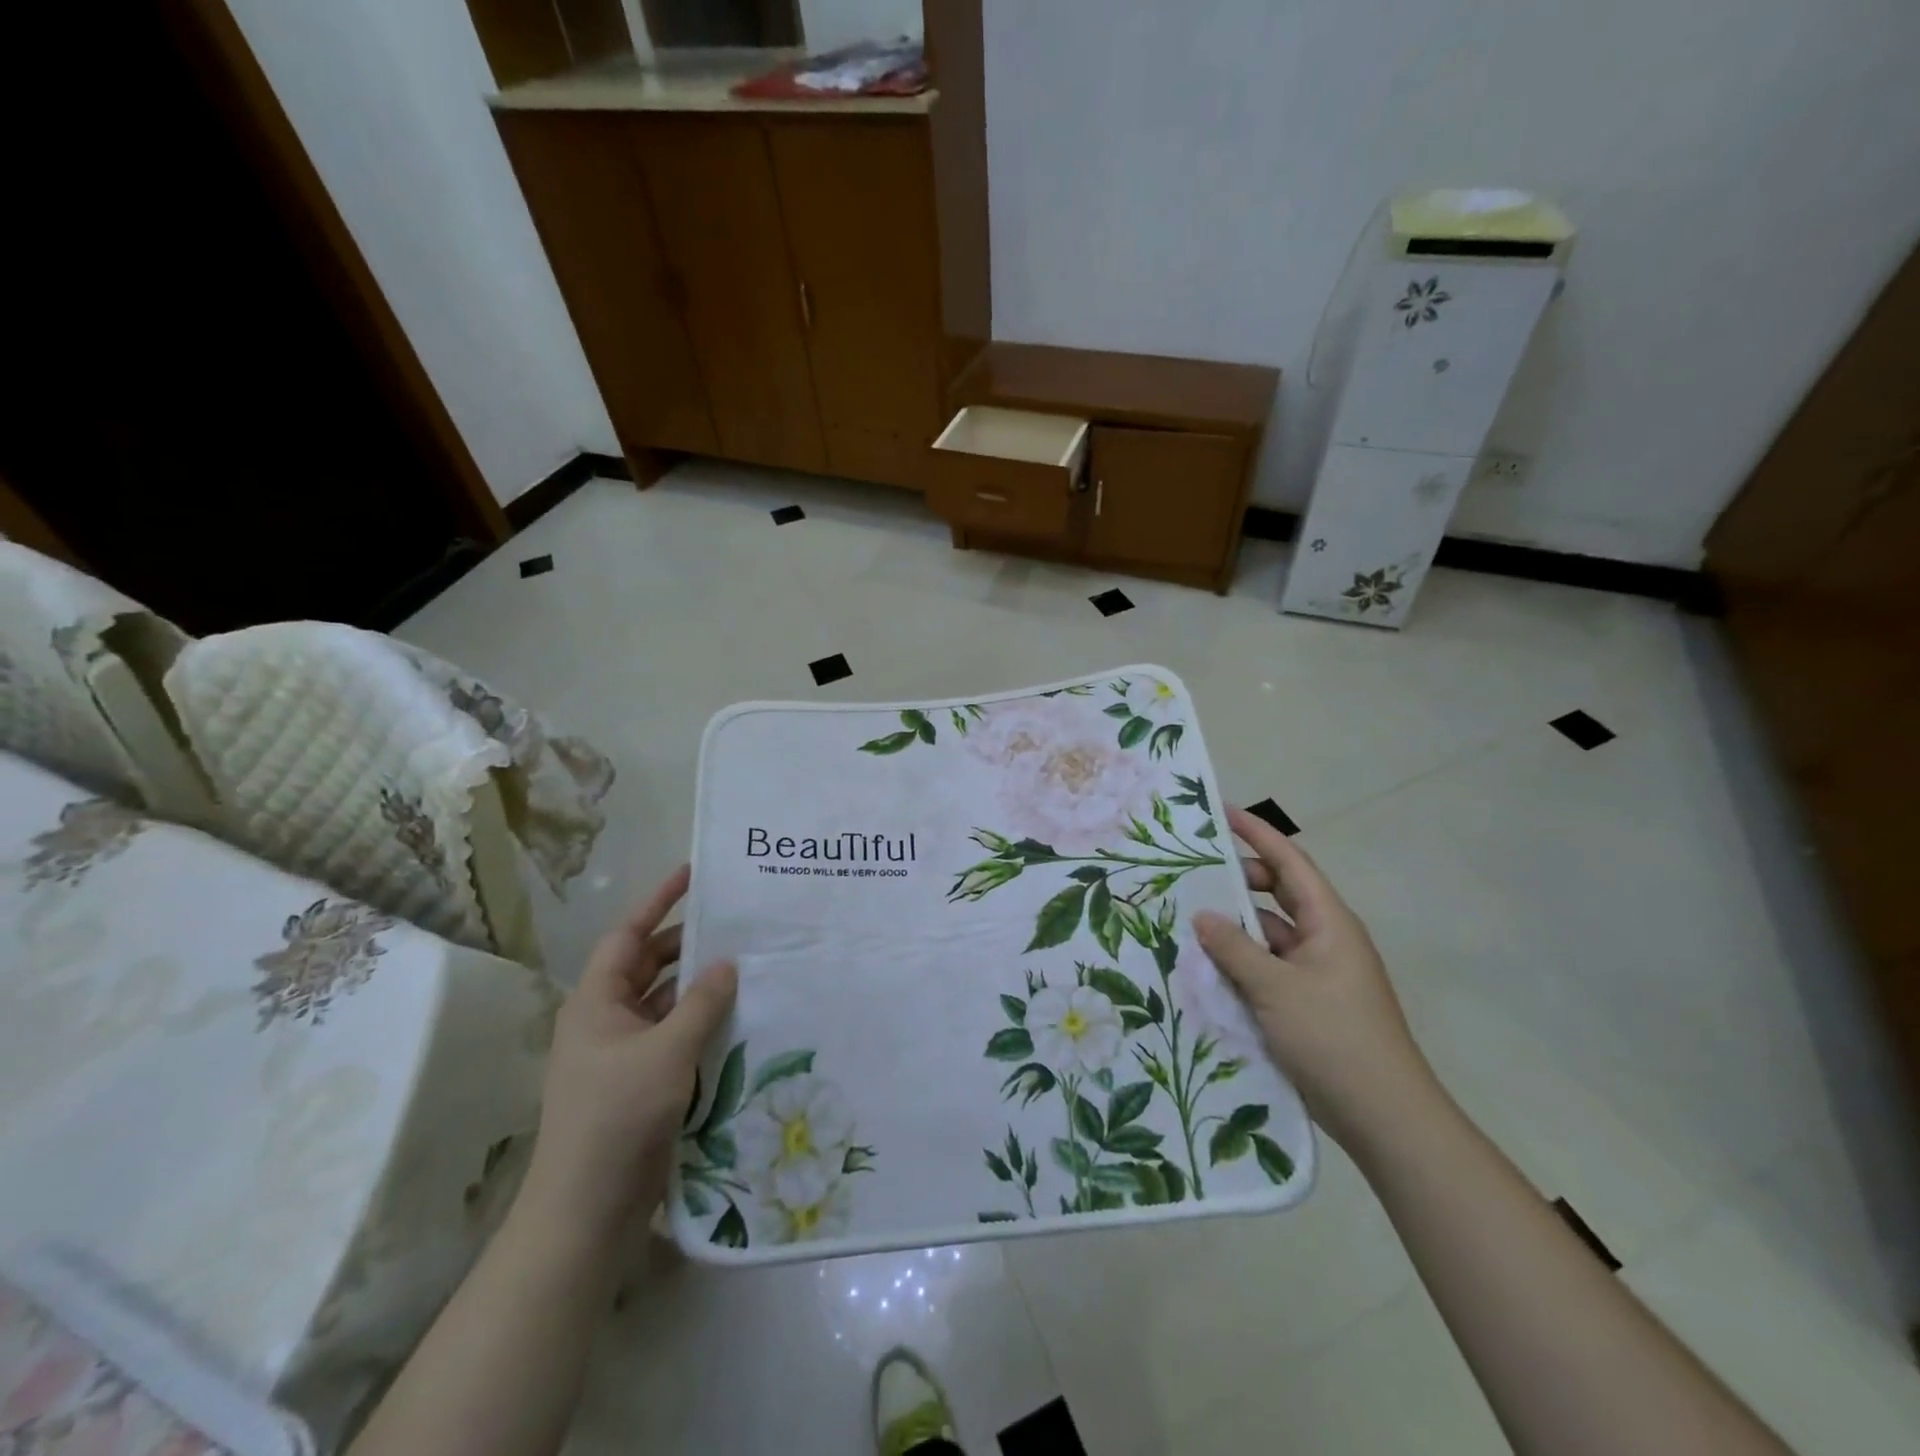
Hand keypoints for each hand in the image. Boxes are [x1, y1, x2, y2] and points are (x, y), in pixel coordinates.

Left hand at [520, 865, 737, 1243]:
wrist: (587, 1209)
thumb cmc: (618, 1116)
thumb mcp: (667, 1051)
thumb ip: (701, 1002)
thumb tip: (727, 963)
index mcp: (596, 1002)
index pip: (629, 935)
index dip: (659, 901)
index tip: (693, 874)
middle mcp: (606, 1019)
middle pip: (649, 965)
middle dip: (687, 944)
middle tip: (735, 924)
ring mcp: (622, 1053)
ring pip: (665, 1002)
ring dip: (699, 986)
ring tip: (746, 966)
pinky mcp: (641, 1082)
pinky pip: (674, 1035)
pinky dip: (701, 1022)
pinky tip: (737, 1017)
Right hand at [1193, 806, 1436, 1150]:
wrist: (1385, 1117)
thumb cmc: (1335, 1038)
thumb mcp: (1277, 989)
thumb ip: (1235, 949)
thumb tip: (1202, 915)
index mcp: (1328, 923)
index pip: (1289, 863)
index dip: (1257, 834)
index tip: (1221, 813)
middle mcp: (1323, 940)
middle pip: (1276, 895)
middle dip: (1237, 881)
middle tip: (1190, 874)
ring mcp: (1315, 973)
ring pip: (1267, 934)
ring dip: (1233, 926)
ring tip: (1186, 917)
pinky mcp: (1305, 1003)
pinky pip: (1266, 967)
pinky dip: (1239, 961)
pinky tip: (1204, 965)